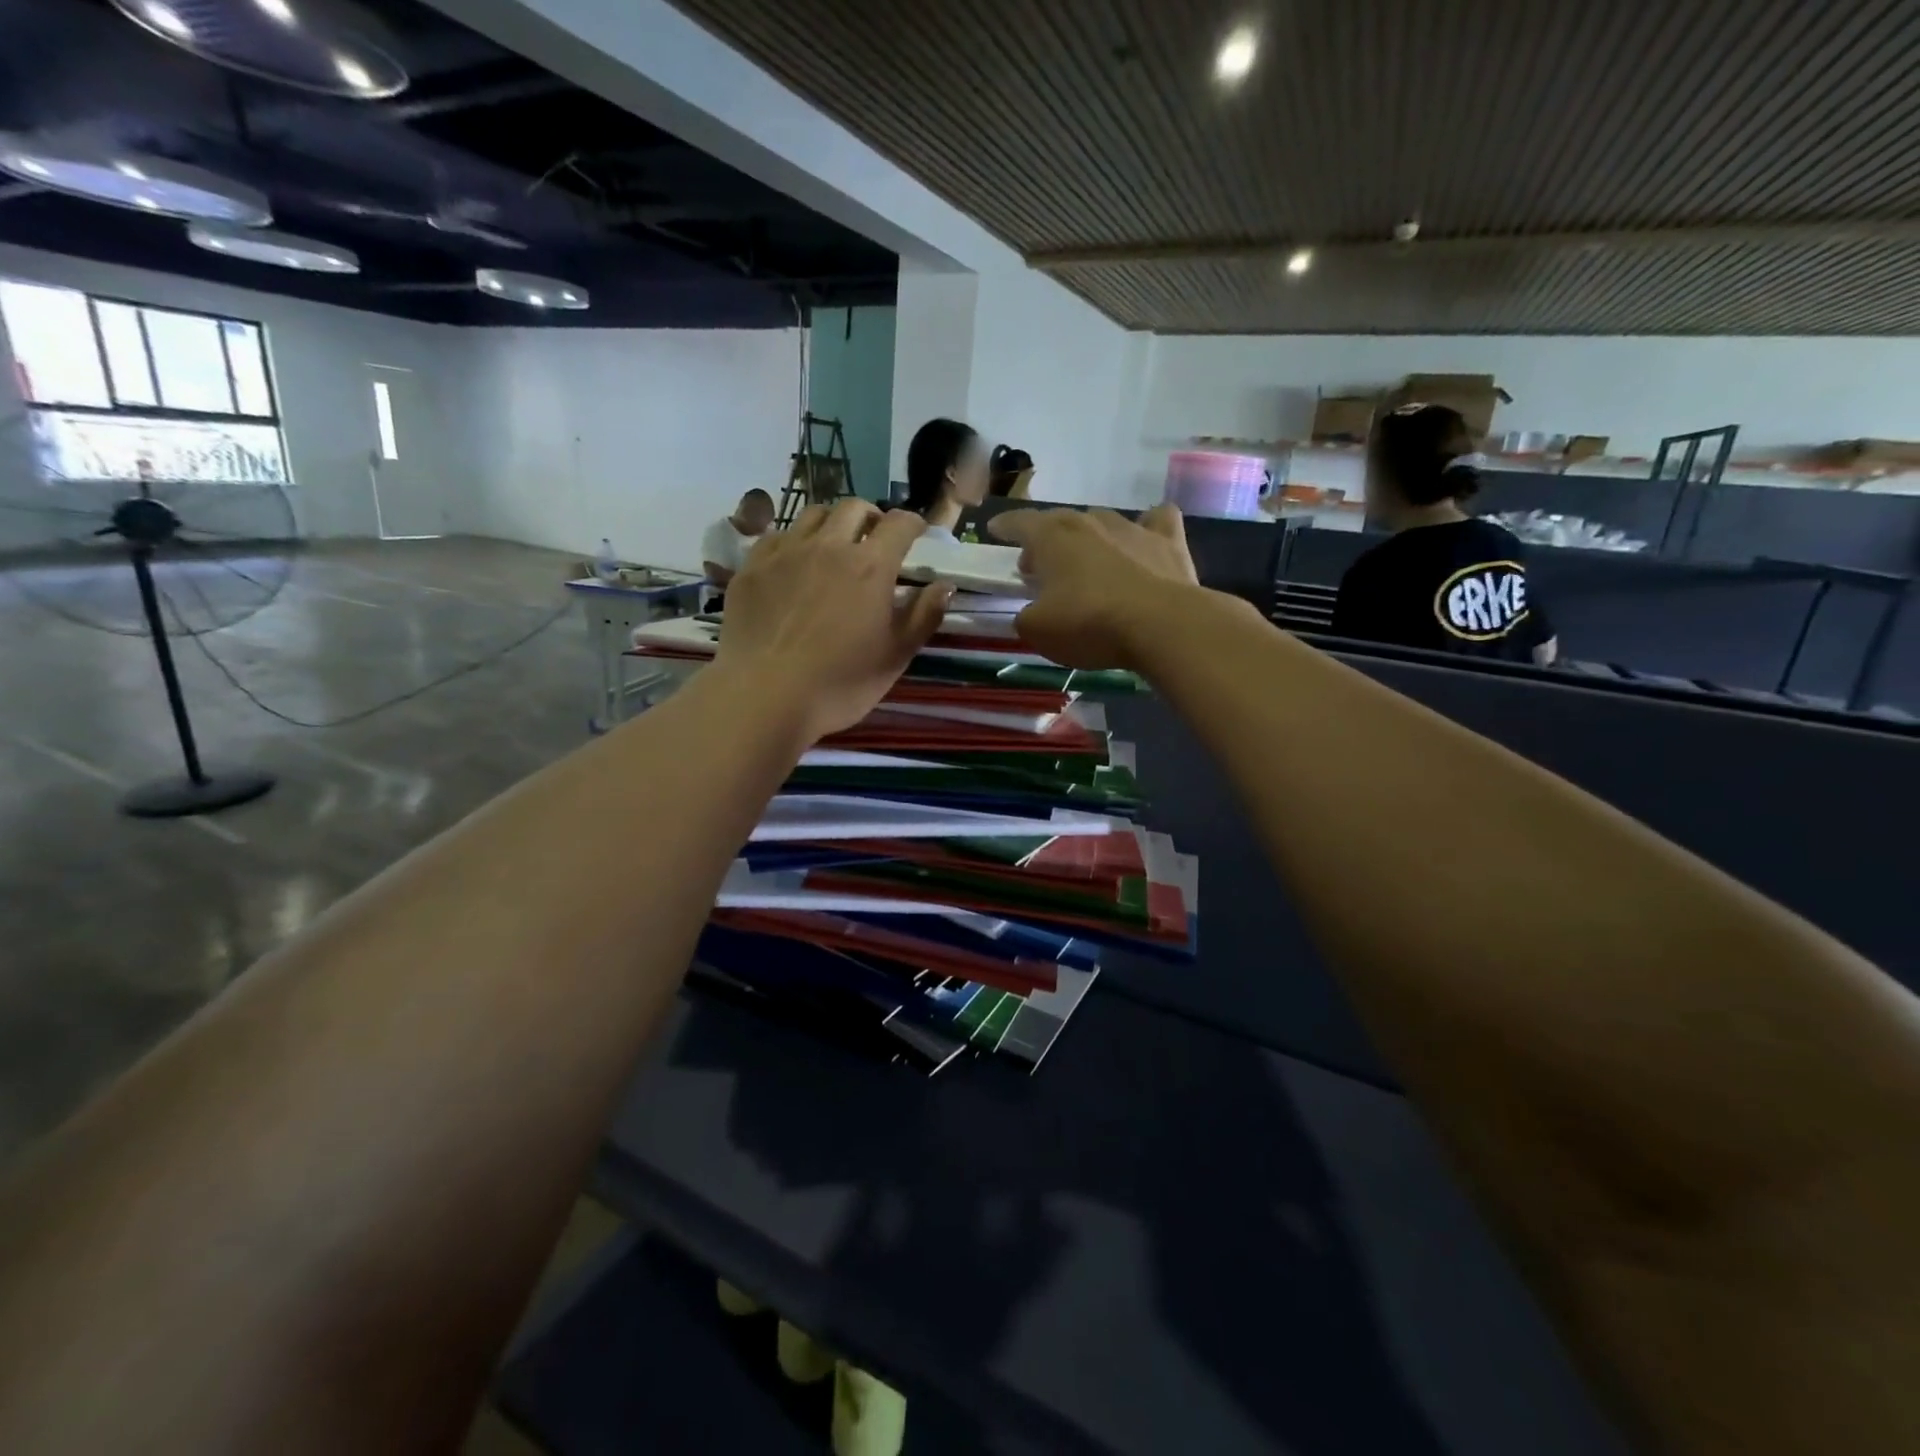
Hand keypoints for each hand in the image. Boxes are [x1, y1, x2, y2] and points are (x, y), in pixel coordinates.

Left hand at [715, 500, 952, 744]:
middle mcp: (828, 546)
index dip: (912, 523)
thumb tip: (944, 586)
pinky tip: (793, 563)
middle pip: (853, 508)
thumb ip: (924, 616)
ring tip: (833, 545)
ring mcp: (785, 553)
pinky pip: (776, 536)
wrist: (765, 697)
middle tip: (875, 538)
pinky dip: (793, 541)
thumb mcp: (895, 657)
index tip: (917, 533)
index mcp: (870, 567)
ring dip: (831, 523)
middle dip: (871, 516)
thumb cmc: (840, 683)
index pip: (899, 524)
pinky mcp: (751, 567)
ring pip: (812, 515)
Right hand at [990, 504, 1200, 667]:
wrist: (1161, 625)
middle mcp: (1089, 522)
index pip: (1020, 522)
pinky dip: (1148, 528)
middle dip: (1045, 539)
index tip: (994, 529)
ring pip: (1102, 521)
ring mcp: (1131, 527)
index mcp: (1052, 538)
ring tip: (1085, 562)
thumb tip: (1029, 613)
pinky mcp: (1167, 541)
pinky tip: (1144, 543)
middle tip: (1038, 566)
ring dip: (1089, 538)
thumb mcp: (1038, 630)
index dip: (1005, 526)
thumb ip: (1025, 617)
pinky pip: (1156, 521)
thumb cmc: (1089, 624)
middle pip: (1059, 521)